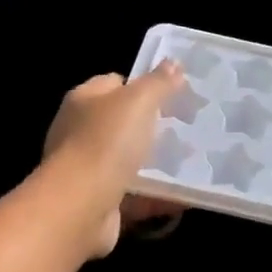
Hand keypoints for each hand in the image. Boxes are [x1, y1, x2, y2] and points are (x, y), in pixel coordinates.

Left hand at [41, 61, 186, 258]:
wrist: (80, 207)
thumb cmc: (107, 143)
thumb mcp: (139, 101)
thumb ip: (158, 82)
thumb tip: (173, 63)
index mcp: (84, 100)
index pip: (115, 83)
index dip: (143, 85)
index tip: (174, 94)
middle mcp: (80, 132)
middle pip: (122, 122)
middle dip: (153, 125)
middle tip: (186, 127)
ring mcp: (87, 168)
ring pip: (128, 160)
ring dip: (156, 163)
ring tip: (191, 160)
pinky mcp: (98, 200)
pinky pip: (134, 194)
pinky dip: (156, 195)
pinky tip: (183, 195)